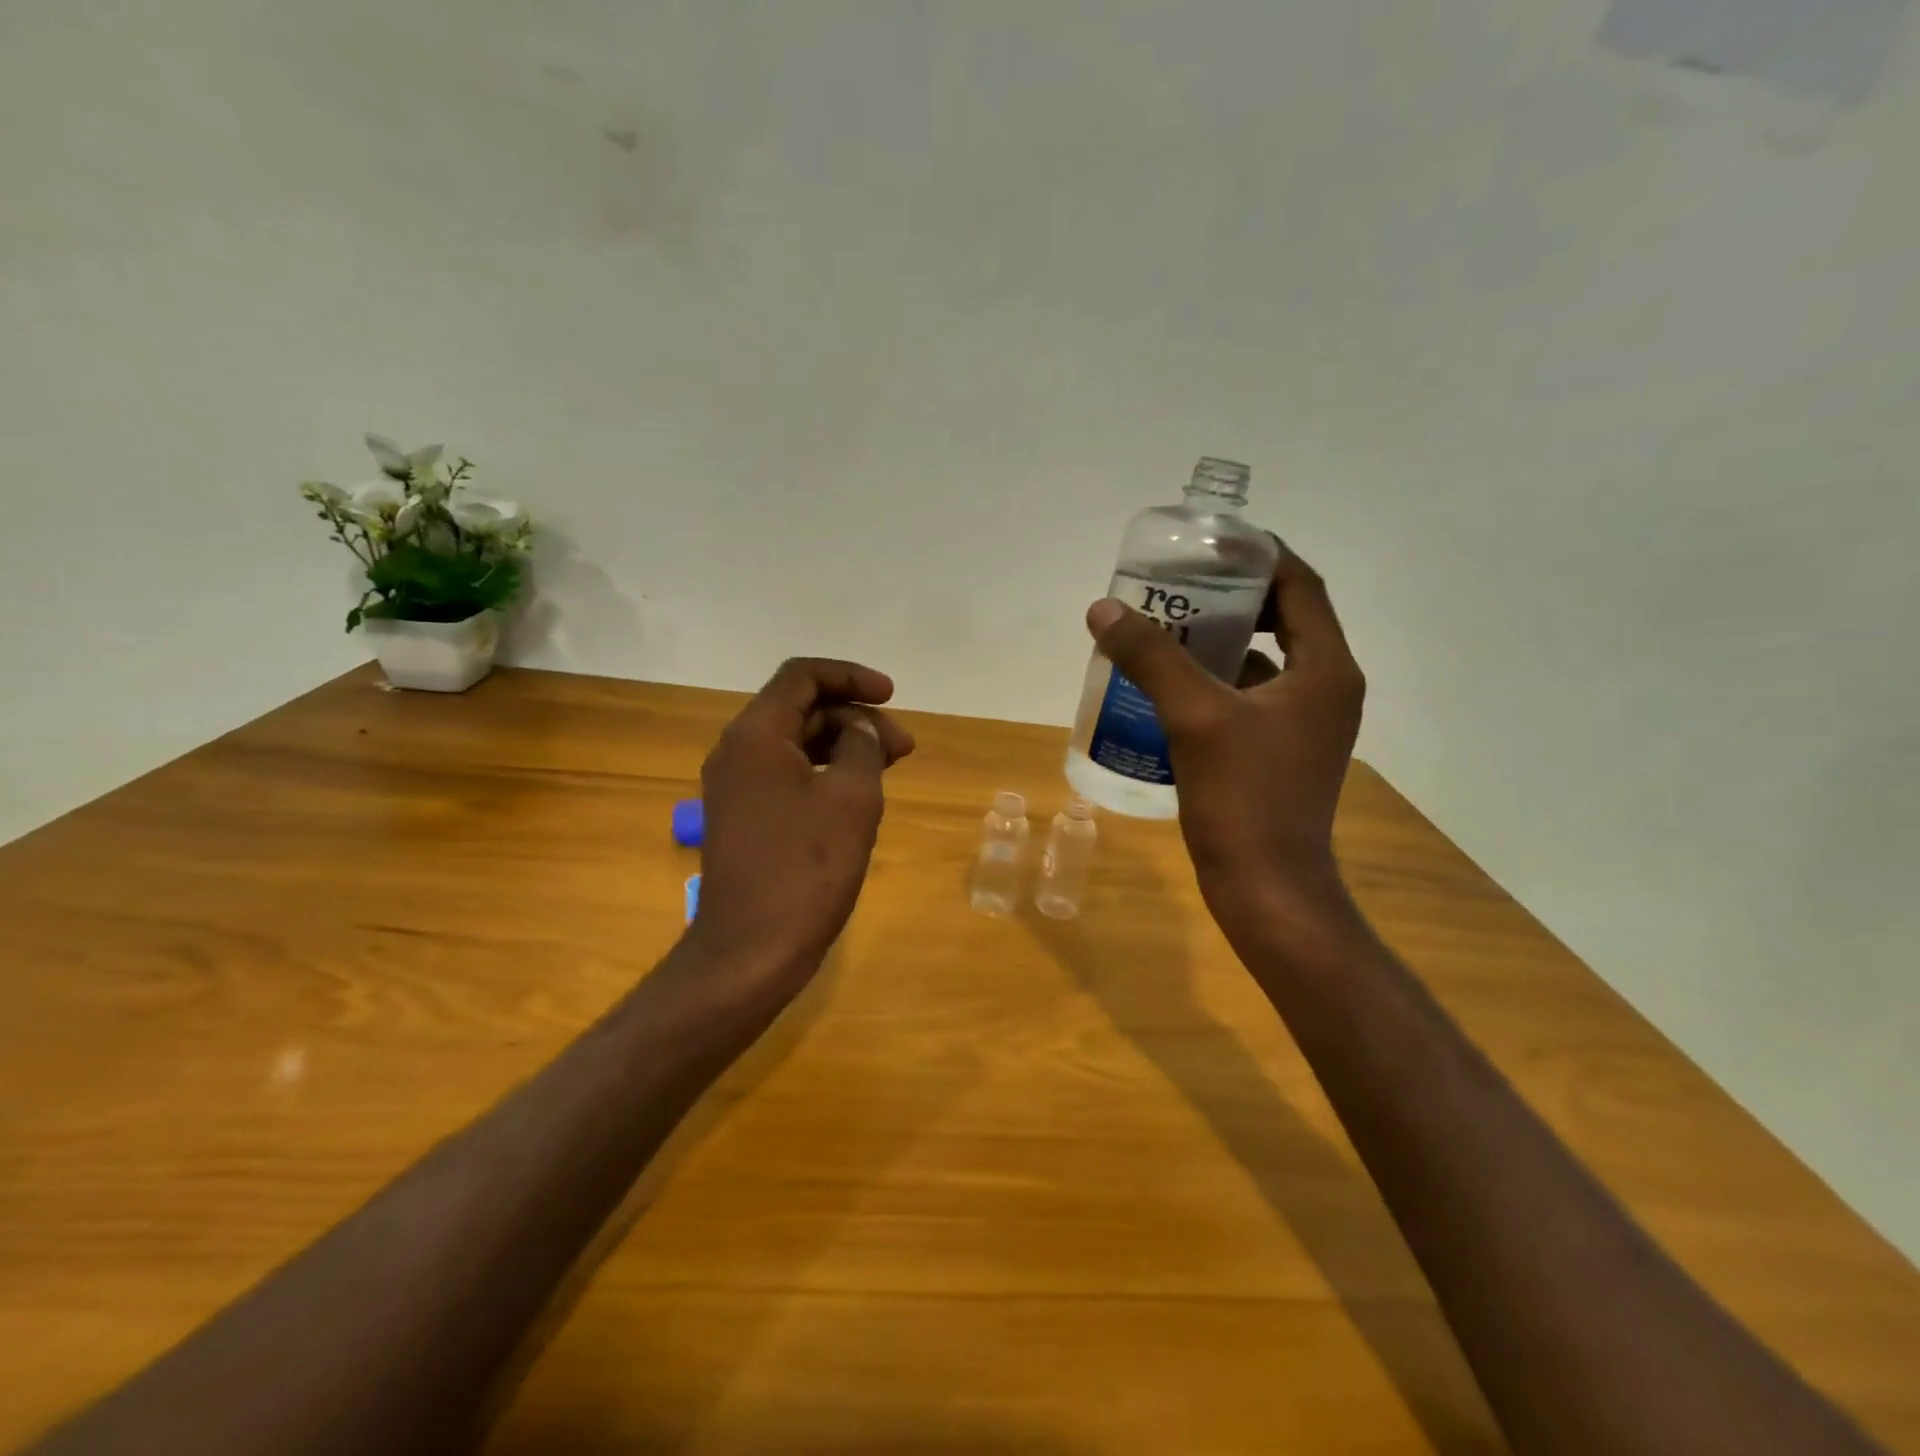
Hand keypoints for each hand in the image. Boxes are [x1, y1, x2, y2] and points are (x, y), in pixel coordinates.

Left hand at [689, 658, 914, 998]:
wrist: (750, 951)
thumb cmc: (806, 868)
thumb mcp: (852, 798)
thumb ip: (863, 746)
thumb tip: (861, 727)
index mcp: (756, 735)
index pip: (802, 677)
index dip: (851, 677)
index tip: (892, 696)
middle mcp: (737, 751)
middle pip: (800, 709)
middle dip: (855, 718)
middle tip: (903, 747)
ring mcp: (736, 786)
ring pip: (796, 744)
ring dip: (843, 746)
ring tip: (890, 767)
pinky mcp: (743, 817)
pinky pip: (787, 775)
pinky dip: (824, 773)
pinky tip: (858, 794)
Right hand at [1085, 548, 1364, 927]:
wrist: (1267, 888)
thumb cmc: (1243, 799)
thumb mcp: (1194, 718)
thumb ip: (1151, 658)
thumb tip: (1104, 609)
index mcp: (1325, 669)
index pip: (1300, 585)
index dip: (1259, 553)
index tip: (1209, 540)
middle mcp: (1326, 688)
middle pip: (1283, 618)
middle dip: (1231, 596)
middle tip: (1177, 584)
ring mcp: (1305, 723)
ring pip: (1264, 660)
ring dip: (1219, 640)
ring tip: (1165, 629)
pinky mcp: (1282, 750)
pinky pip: (1250, 696)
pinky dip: (1215, 681)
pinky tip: (1169, 686)